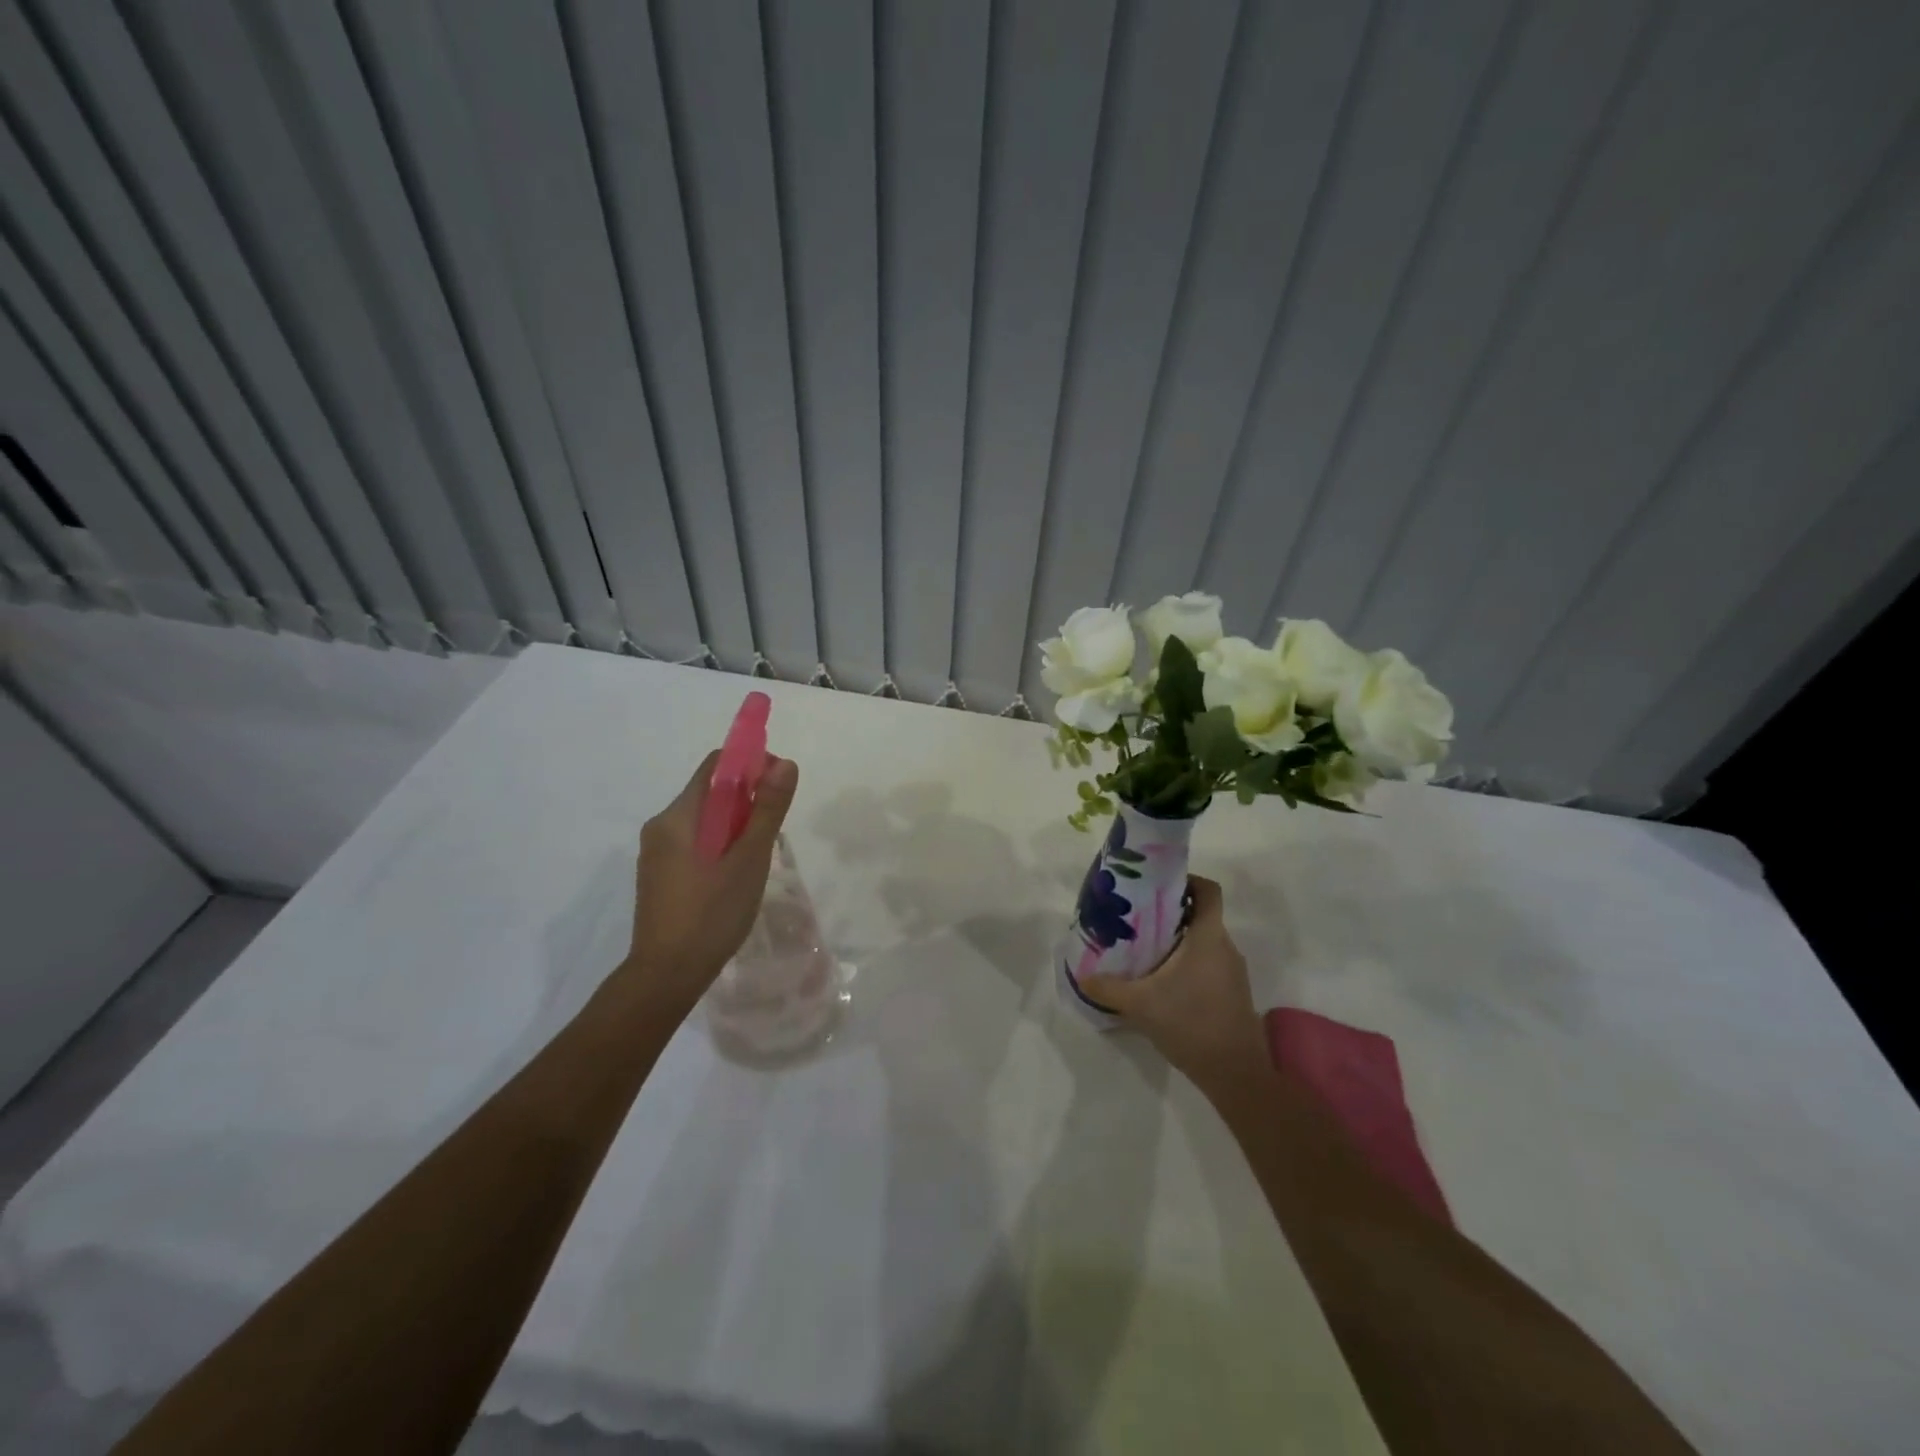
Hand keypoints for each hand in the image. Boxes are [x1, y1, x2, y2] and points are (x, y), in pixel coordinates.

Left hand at [622, 749, 799, 1014]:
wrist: (666, 976)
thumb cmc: (711, 914)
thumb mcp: (749, 860)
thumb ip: (767, 810)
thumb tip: (784, 764)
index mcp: (678, 816)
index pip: (716, 766)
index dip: (751, 765)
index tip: (778, 788)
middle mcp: (661, 826)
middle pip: (710, 793)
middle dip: (747, 802)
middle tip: (772, 834)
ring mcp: (656, 852)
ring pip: (705, 821)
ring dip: (735, 827)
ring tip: (756, 861)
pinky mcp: (659, 875)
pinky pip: (695, 844)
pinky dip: (720, 847)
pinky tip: (735, 878)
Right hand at [1079, 877, 1268, 1091]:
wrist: (1236, 1074)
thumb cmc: (1191, 1024)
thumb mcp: (1140, 1005)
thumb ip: (1108, 988)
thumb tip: (1083, 976)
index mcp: (1208, 937)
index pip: (1208, 890)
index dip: (1187, 880)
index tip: (1158, 887)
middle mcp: (1225, 947)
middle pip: (1201, 915)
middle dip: (1171, 913)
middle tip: (1138, 919)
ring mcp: (1233, 972)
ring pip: (1204, 942)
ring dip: (1179, 941)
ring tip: (1145, 950)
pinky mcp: (1233, 993)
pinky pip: (1209, 964)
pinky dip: (1188, 963)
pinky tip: (1163, 983)